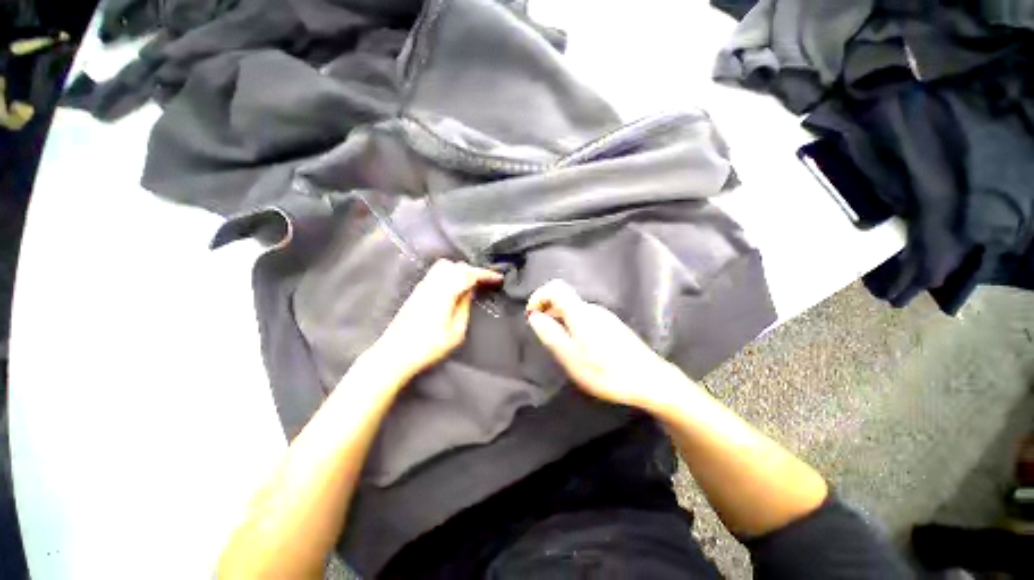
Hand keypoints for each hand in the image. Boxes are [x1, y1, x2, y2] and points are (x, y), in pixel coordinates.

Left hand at [370, 259, 502, 381]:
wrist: (394, 353)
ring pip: (444, 266)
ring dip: (460, 271)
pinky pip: (437, 273)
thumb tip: (469, 291)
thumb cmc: (428, 347)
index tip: (498, 278)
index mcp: (444, 293)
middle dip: (473, 270)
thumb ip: (464, 307)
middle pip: (456, 266)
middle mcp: (432, 284)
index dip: (485, 274)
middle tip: (485, 282)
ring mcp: (422, 286)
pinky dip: (450, 274)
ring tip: (471, 284)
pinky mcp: (417, 291)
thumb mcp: (455, 332)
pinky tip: (455, 287)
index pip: (468, 274)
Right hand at [526, 279, 691, 412]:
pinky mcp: (611, 325)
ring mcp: (604, 316)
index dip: (538, 296)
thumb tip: (534, 316)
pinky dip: (572, 325)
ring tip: (559, 345)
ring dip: (559, 320)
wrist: (650, 381)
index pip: (555, 287)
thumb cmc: (607, 371)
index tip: (532, 315)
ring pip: (573, 309)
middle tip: (543, 336)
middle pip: (563, 299)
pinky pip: (584, 317)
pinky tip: (578, 347)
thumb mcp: (571, 357)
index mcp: (580, 312)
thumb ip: (551, 334)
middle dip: (547, 311)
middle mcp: (592, 308)